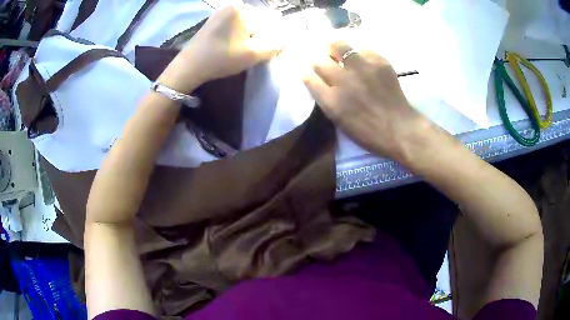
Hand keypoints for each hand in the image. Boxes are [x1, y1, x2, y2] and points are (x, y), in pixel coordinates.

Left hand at [159, 5, 282, 92]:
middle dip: (257, 35)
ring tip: (239, 51)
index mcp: (242, 9)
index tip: (263, 50)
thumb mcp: (253, 54)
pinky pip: (232, 26)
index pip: (268, 19)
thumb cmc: (221, 58)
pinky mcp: (212, 21)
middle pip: (256, 21)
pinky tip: (230, 48)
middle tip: (251, 52)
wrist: (189, 67)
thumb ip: (275, 45)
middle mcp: (231, 6)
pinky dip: (235, 36)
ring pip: (244, 24)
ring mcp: (219, 13)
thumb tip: (286, 39)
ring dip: (247, 37)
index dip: (270, 36)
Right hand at [303, 40, 432, 161]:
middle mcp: (344, 81)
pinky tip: (362, 61)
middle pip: (319, 59)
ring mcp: (362, 69)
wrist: (399, 128)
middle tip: (322, 59)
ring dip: (334, 47)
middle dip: (316, 58)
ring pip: (339, 45)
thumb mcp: (339, 120)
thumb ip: (325, 98)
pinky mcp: (379, 62)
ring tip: (338, 50)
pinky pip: (362, 49)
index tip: (305, 67)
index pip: (308, 76)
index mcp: (332, 101)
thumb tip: (316, 78)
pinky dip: (359, 53)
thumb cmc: (368, 131)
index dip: (304, 70)